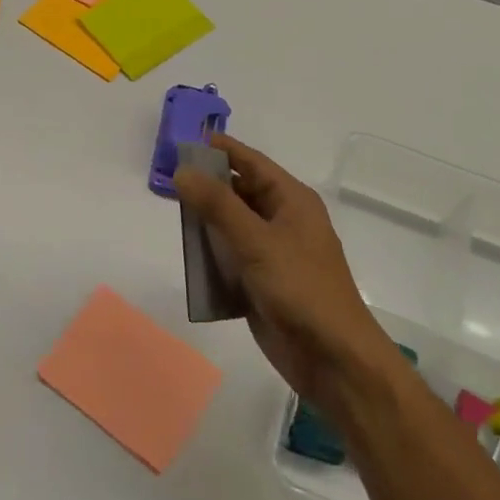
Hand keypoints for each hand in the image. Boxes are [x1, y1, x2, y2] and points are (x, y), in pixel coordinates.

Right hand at [174, 135, 397, 419]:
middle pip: (239, 192)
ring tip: (171, 215)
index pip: (251, 162)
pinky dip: (211, 255)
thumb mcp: (256, 241)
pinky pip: (230, 258)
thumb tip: (182, 170)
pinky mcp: (261, 283)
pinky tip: (188, 256)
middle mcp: (283, 221)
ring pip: (231, 226)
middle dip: (207, 186)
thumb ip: (217, 205)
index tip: (184, 141)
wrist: (333, 359)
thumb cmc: (301, 289)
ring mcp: (272, 253)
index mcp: (292, 201)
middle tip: (167, 179)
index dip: (220, 149)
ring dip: (205, 222)